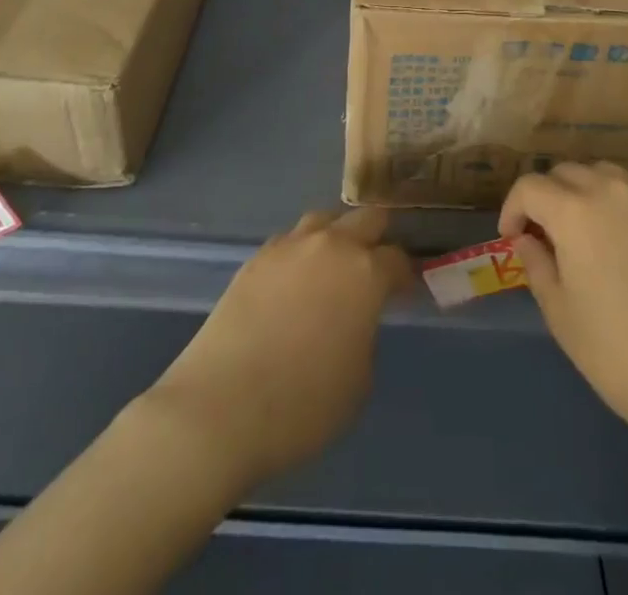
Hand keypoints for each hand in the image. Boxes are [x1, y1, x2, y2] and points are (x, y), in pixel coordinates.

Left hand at [147, 207, 412, 485]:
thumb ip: (365, 334)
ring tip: (333, 266)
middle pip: (367, 219)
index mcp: (366, 273)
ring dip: (337, 236)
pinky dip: (301, 253)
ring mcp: (291, 246)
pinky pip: (290, 241)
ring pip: (325, 220)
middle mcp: (332, 245)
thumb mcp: (358, 380)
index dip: (406, 275)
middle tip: (375, 267)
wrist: (222, 408)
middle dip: (377, 238)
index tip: (405, 291)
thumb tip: (355, 318)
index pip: (398, 259)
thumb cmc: (303, 406)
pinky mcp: (257, 257)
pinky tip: (295, 281)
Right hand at [499, 162, 627, 456]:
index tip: (512, 238)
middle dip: (548, 197)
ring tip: (586, 232)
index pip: (530, 186)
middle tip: (546, 236)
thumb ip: (537, 265)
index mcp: (575, 210)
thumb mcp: (562, 315)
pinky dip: (621, 205)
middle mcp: (613, 189)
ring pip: (606, 174)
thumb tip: (527, 239)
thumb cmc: (622, 356)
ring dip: (585, 192)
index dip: (513, 208)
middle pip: (567, 172)